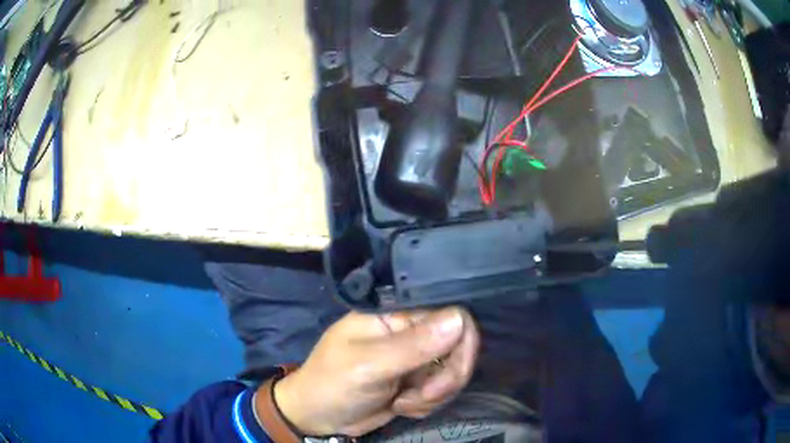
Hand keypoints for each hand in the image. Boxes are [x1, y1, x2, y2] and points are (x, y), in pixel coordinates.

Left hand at [267, 307, 478, 436]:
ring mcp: (416, 357)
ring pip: (454, 371)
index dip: (461, 342)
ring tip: (403, 404)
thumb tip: (459, 319)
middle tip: (424, 396)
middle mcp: (410, 331)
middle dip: (447, 377)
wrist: (319, 417)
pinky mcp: (418, 381)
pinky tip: (402, 407)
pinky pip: (444, 390)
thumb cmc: (333, 384)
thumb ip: (413, 346)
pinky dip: (428, 404)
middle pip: (459, 344)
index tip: (450, 372)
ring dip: (434, 395)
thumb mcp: (369, 366)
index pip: (450, 313)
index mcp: (395, 314)